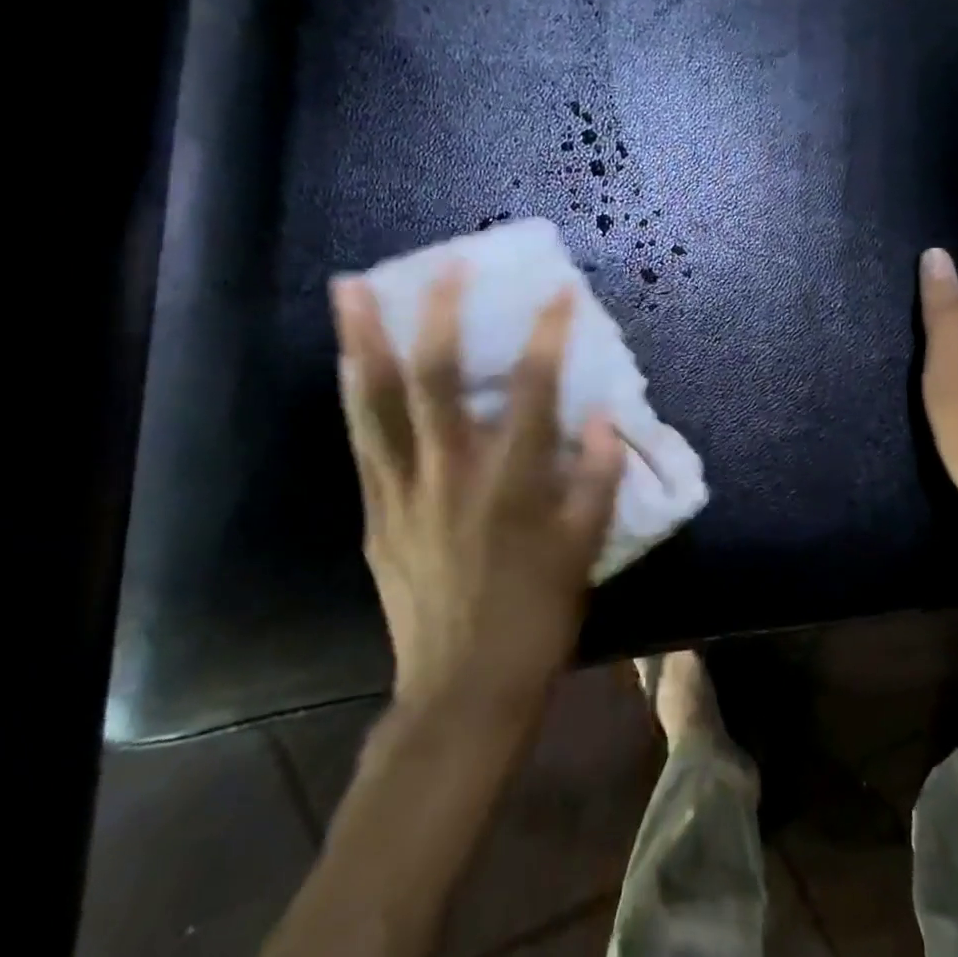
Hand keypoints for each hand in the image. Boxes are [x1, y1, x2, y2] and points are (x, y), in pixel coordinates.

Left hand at [330, 269, 624, 730]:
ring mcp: (403, 492)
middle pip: (436, 380)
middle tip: (440, 264)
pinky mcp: (376, 514)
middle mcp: (452, 474)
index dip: (549, 335)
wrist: (462, 692)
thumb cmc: (536, 618)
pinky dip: (355, 396)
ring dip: (363, 343)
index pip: (536, 391)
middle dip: (439, 316)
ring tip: (351, 291)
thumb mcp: (585, 551)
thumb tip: (608, 420)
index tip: (560, 290)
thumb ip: (599, 480)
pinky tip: (348, 364)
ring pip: (377, 404)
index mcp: (512, 484)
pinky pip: (362, 443)